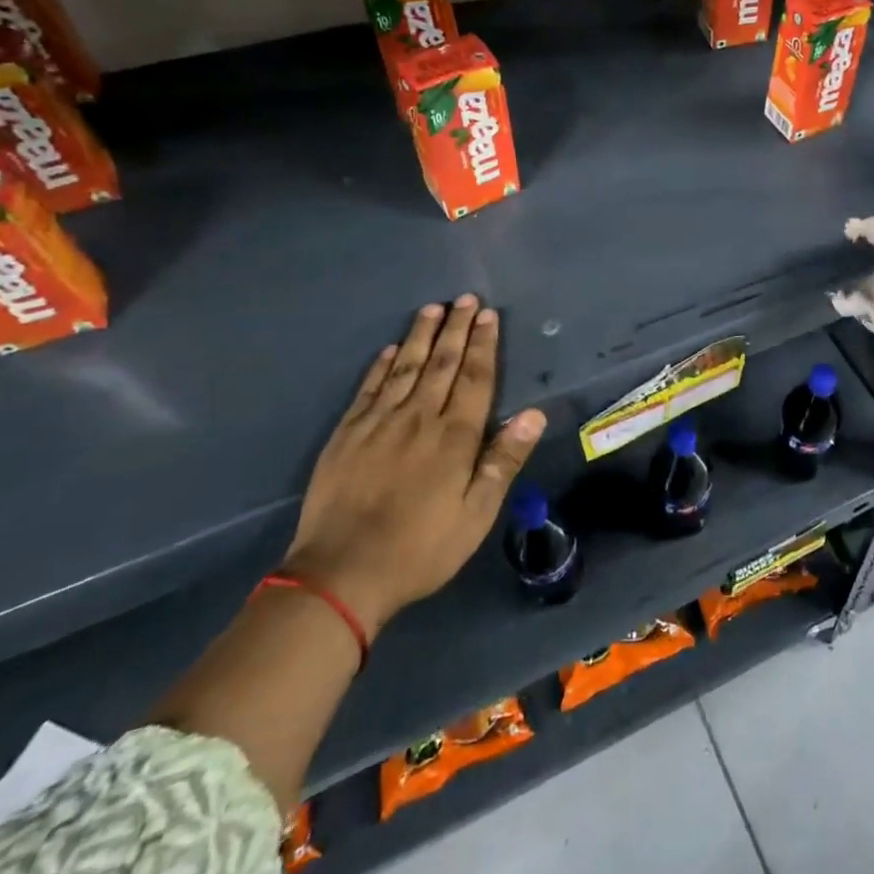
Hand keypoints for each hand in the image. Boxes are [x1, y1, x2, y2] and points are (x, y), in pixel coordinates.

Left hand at [282, 296, 546, 636]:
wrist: (340, 575)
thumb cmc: (420, 548)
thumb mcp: (476, 514)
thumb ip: (504, 460)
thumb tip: (534, 414)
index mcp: (455, 437)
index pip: (475, 378)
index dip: (484, 345)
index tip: (489, 316)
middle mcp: (419, 418)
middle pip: (442, 364)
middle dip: (457, 329)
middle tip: (466, 299)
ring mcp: (378, 423)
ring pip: (405, 367)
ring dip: (422, 336)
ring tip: (433, 308)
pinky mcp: (346, 435)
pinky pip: (368, 388)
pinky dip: (381, 365)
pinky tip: (390, 349)